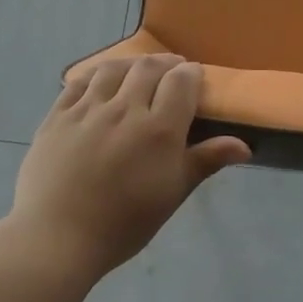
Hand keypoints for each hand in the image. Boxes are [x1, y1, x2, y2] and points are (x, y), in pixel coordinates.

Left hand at [10, 55, 250, 280]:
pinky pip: (78, 82)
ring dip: (131, 64)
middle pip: (148, 68)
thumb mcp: (172, 194)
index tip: (195, 78)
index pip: (181, 82)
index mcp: (158, 129)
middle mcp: (124, 109)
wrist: (58, 237)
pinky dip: (96, 74)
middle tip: (172, 70)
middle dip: (165, 64)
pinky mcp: (57, 116)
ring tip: (138, 69)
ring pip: (113, 69)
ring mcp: (87, 110)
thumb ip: (205, 161)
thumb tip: (245, 146)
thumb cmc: (124, 223)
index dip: (191, 74)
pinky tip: (100, 80)